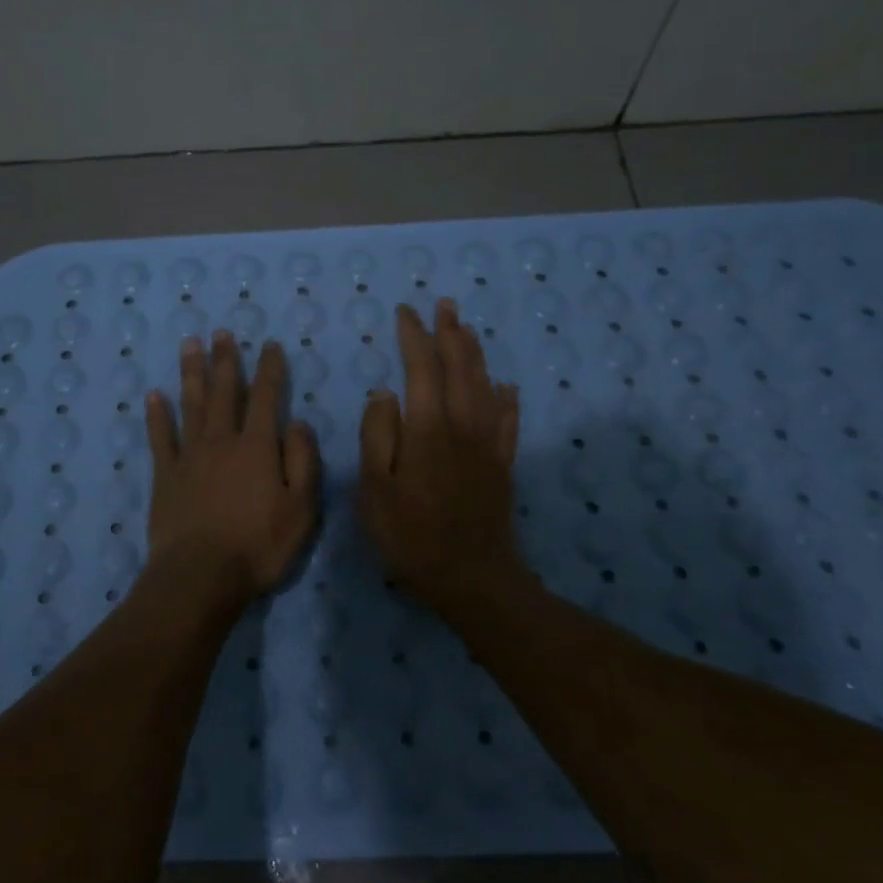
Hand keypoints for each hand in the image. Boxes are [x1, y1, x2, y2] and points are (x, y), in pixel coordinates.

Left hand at [143, 333, 320, 607]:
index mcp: (257, 447)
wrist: (200, 575)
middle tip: (221, 332)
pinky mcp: (165, 476)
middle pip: (223, 392)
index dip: (270, 369)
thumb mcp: (301, 508)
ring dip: (191, 373)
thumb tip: (300, 423)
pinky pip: (160, 438)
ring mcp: (189, 456)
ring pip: (191, 405)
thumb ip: (303, 461)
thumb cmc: (258, 546)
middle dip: (225, 360)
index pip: (266, 397)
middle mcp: (222, 441)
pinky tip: (153, 395)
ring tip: (189, 344)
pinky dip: (157, 415)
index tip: (270, 345)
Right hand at [357, 299, 521, 611]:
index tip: (405, 313)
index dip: (414, 337)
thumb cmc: (411, 536)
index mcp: (427, 429)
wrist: (471, 577)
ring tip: (467, 329)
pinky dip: (506, 398)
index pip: (422, 369)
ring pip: (485, 386)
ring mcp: (487, 445)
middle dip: (450, 333)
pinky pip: (508, 421)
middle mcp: (462, 427)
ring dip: (475, 354)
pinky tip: (506, 386)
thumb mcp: (374, 490)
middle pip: (460, 368)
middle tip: (444, 305)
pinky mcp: (503, 465)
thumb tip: (384, 392)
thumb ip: (377, 436)